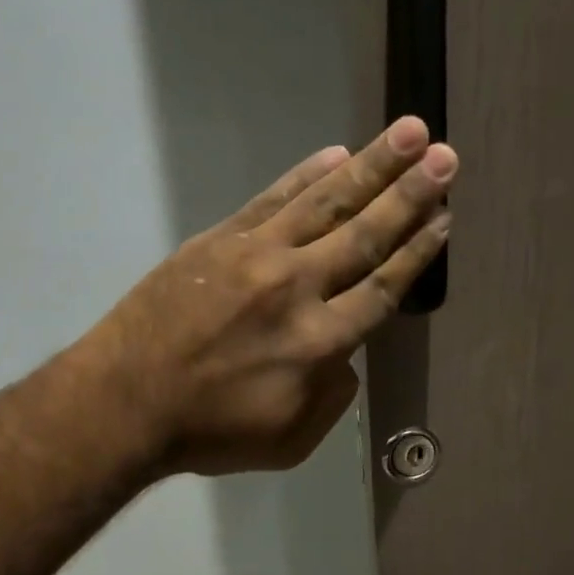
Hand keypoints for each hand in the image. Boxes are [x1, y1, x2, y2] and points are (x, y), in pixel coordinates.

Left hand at [84, 117, 456, 475]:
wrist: (126, 403)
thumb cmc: (210, 433)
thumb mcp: (288, 442)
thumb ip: (331, 400)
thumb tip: (343, 359)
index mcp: (321, 344)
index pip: (382, 288)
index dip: (417, 252)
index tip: (444, 219)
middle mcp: (298, 288)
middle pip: (364, 234)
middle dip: (410, 194)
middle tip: (447, 156)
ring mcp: (256, 256)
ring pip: (325, 203)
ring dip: (371, 166)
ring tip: (410, 132)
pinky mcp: (219, 241)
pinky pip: (272, 199)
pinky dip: (306, 175)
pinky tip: (335, 154)